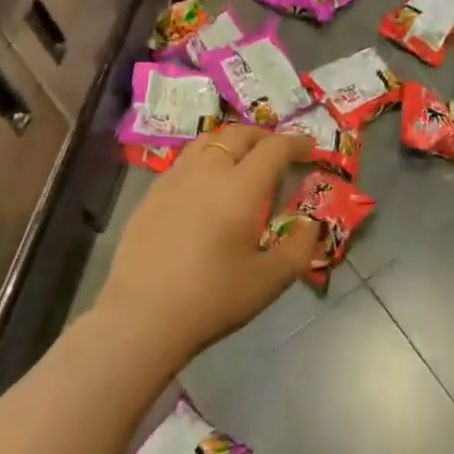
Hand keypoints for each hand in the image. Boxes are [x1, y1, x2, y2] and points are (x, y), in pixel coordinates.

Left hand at [96, 125, 318, 368]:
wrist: (141, 319)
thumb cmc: (212, 299)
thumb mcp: (270, 280)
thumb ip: (299, 248)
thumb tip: (312, 224)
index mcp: (240, 188)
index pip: (274, 148)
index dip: (296, 143)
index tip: (310, 150)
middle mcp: (207, 172)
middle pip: (238, 134)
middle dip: (264, 137)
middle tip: (278, 152)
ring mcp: (173, 180)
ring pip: (207, 141)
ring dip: (232, 142)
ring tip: (242, 160)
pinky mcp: (150, 195)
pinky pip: (185, 162)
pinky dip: (206, 160)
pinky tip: (206, 187)